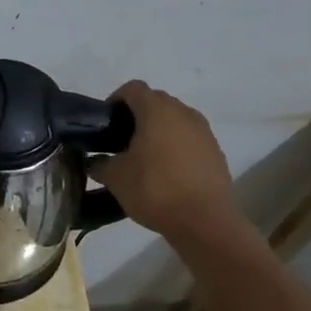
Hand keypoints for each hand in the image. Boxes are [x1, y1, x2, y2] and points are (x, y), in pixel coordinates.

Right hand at [95, 80, 244, 243]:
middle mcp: (183, 112)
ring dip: (158, 130)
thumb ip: (100, 164)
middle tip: (120, 140)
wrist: (204, 221)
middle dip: (136, 115)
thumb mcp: (115, 178)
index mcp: (156, 111)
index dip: (115, 100)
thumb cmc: (154, 190)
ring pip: (174, 119)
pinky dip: (175, 145)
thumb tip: (94, 161)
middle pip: (155, 101)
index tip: (106, 123)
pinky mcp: (215, 150)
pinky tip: (166, 171)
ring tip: (143, 157)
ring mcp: (203, 131)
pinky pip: (189, 138)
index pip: (132, 88)